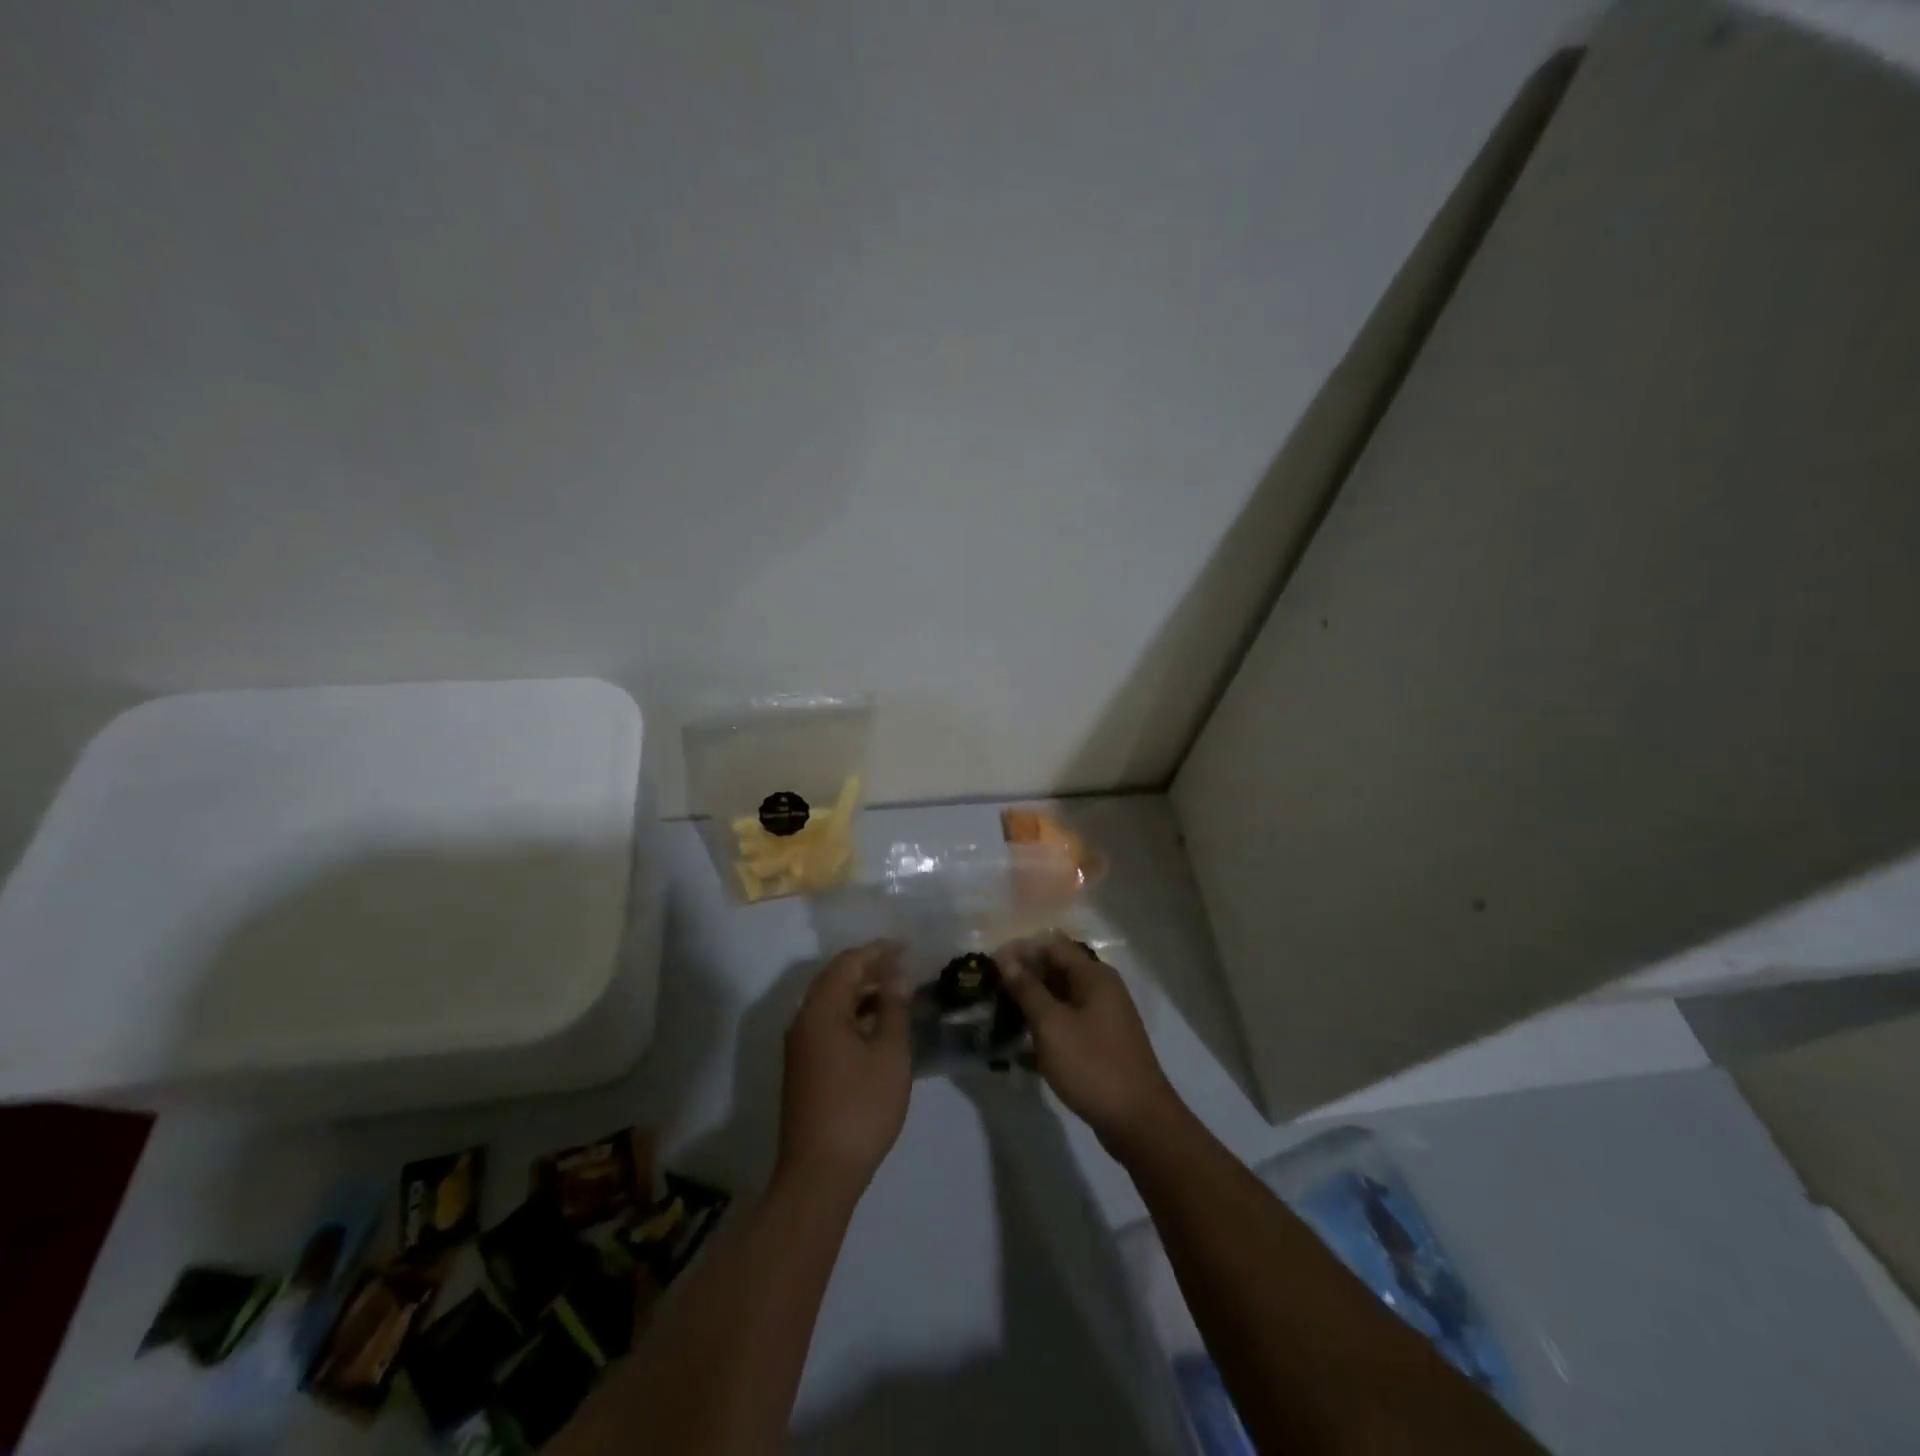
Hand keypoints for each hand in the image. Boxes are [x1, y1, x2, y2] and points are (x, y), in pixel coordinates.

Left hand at [777, 940, 911, 1199]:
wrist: (819, 1173)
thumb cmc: (860, 1108)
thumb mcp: (889, 1055)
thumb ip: (893, 1010)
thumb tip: (895, 978)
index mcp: (821, 1011)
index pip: (848, 964)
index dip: (877, 951)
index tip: (906, 947)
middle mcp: (803, 1021)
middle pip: (835, 979)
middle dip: (868, 967)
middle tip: (903, 965)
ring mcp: (800, 1046)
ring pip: (830, 1003)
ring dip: (861, 991)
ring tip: (896, 991)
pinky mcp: (804, 1068)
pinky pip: (828, 1024)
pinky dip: (853, 1014)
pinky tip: (877, 1025)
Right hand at [997, 934, 1184, 1158]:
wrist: (1138, 1121)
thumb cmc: (1092, 1064)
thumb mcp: (1052, 1025)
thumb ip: (1027, 990)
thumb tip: (1007, 960)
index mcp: (1093, 976)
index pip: (1051, 946)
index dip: (1020, 951)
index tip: (990, 965)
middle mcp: (1101, 990)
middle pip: (1056, 971)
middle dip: (1023, 978)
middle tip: (990, 992)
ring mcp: (1102, 1018)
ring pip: (1059, 1000)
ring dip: (1030, 1006)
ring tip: (998, 1018)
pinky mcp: (1099, 1045)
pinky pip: (1066, 1026)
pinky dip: (1044, 1031)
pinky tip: (1018, 1050)